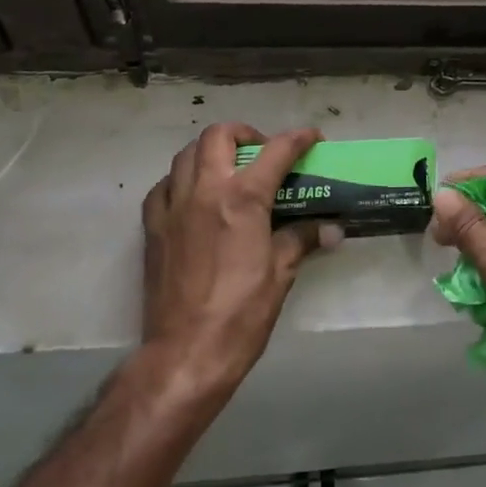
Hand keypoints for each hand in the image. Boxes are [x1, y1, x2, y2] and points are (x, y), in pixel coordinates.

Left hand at [142, 123, 339, 397]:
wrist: (186, 352)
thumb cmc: (242, 312)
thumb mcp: (281, 273)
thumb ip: (303, 238)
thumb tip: (333, 229)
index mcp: (242, 198)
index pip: (276, 151)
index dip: (299, 139)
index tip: (312, 138)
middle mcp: (205, 190)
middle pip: (219, 135)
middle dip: (246, 133)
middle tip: (262, 152)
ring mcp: (173, 206)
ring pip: (187, 154)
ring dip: (212, 151)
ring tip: (230, 170)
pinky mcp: (152, 227)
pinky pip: (164, 185)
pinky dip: (182, 179)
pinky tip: (195, 197)